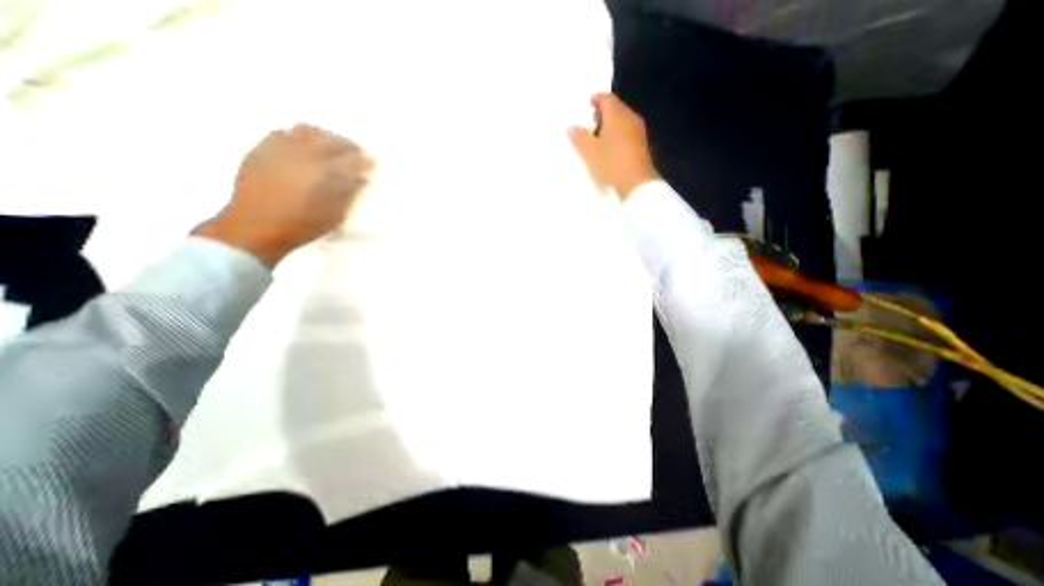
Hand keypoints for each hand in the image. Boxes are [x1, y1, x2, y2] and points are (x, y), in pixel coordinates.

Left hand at [191, 126, 373, 268]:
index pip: (352, 158)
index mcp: (325, 173)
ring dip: (324, 136)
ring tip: (330, 146)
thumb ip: (349, 193)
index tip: (372, 161)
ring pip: (307, 130)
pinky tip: (303, 147)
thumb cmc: (302, 225)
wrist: (255, 227)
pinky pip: (283, 132)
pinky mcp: (261, 149)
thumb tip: (361, 178)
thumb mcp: (335, 215)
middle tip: (355, 152)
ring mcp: (280, 149)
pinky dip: (299, 136)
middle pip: (331, 139)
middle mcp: (303, 155)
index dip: (364, 159)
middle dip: (347, 144)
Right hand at [567, 92, 655, 198]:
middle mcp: (630, 119)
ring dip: (610, 126)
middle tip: (590, 122)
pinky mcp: (641, 147)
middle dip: (603, 113)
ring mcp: (638, 133)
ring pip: (622, 122)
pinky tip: (609, 148)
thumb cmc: (610, 164)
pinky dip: (616, 136)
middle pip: (616, 109)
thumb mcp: (589, 152)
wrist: (636, 185)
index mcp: (618, 115)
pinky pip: (626, 134)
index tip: (588, 103)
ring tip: (597, 138)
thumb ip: (579, 137)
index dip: (596, 99)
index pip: (607, 98)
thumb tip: (572, 128)